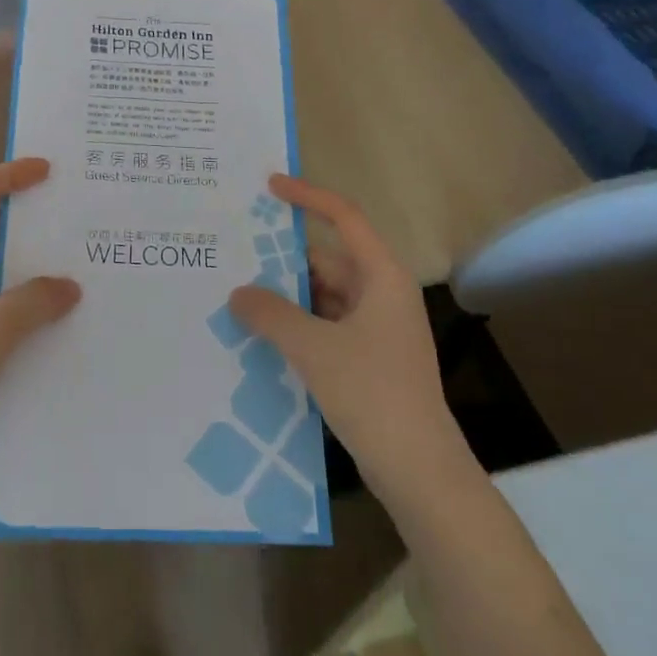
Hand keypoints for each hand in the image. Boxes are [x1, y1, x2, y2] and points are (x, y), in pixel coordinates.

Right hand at [228, 175, 462, 499]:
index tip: (270, 187)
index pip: (344, 219)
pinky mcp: (370, 359)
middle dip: (285, 260)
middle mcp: (382, 295)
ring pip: (325, 296)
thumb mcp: (313, 348)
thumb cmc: (372, 392)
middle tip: (237, 256)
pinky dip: (299, 325)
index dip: (308, 197)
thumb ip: (271, 314)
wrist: (418, 469)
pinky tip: (264, 336)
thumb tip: (238, 293)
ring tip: (240, 297)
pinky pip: (327, 326)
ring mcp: (378, 329)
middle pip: (329, 260)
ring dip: (288, 297)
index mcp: (382, 277)